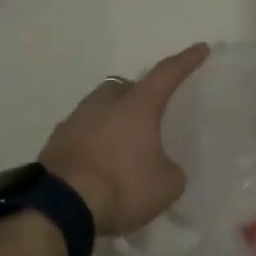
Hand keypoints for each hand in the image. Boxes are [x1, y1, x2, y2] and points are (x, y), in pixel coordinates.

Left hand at [38, 43, 209, 236]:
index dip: (186, 61)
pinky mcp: (55, 141)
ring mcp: (76, 119)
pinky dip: (92, 141)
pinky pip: (81, 132)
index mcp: (138, 105)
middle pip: (125, 87)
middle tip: (148, 115)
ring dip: (112, 120)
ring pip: (100, 108)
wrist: (60, 207)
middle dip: (138, 95)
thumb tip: (163, 166)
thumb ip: (171, 170)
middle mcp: (105, 102)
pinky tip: (97, 163)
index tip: (200, 48)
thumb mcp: (165, 186)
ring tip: (121, 146)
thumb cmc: (122, 186)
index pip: (167, 74)